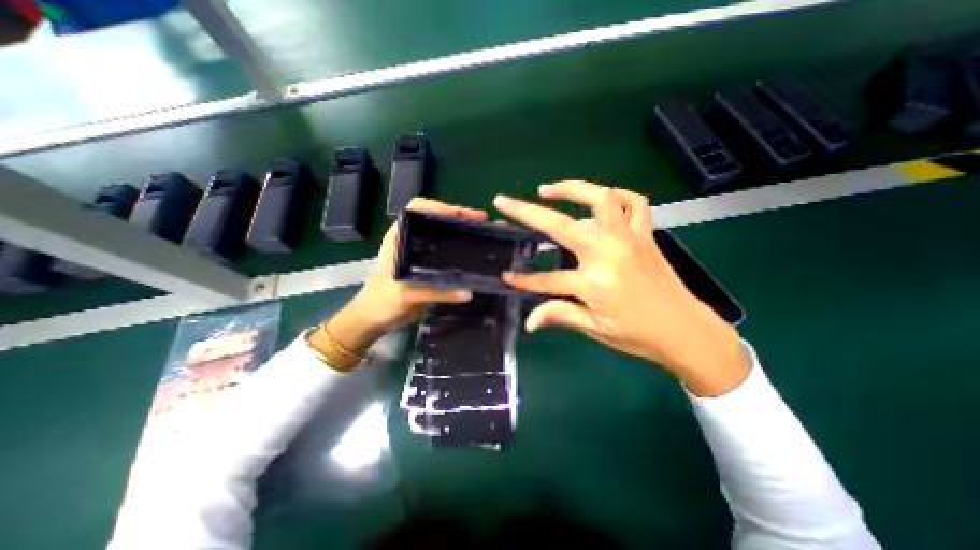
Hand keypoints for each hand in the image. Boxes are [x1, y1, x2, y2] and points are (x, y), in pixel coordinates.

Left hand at [319, 198, 486, 360]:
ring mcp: (421, 252)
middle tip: (482, 223)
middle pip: (436, 219)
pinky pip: (446, 253)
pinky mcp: (428, 266)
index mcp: (399, 237)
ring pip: (442, 234)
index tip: (461, 215)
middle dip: (459, 217)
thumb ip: (435, 292)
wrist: (375, 318)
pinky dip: (460, 249)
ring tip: (482, 235)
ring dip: (461, 232)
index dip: (440, 207)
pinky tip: (473, 254)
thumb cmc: (382, 301)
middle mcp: (411, 240)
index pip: (418, 209)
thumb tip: (468, 292)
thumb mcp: (405, 294)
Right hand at [493, 181, 746, 394]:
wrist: (686, 331)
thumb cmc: (638, 334)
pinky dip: (615, 194)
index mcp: (595, 282)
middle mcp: (609, 252)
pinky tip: (599, 198)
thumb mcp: (596, 329)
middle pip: (561, 225)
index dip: (523, 280)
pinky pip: (634, 202)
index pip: (547, 280)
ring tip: (548, 189)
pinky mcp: (646, 234)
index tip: (505, 277)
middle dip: (527, 212)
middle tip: (505, 202)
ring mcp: (629, 238)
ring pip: (600, 198)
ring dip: (571, 188)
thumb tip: (529, 322)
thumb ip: (560, 316)